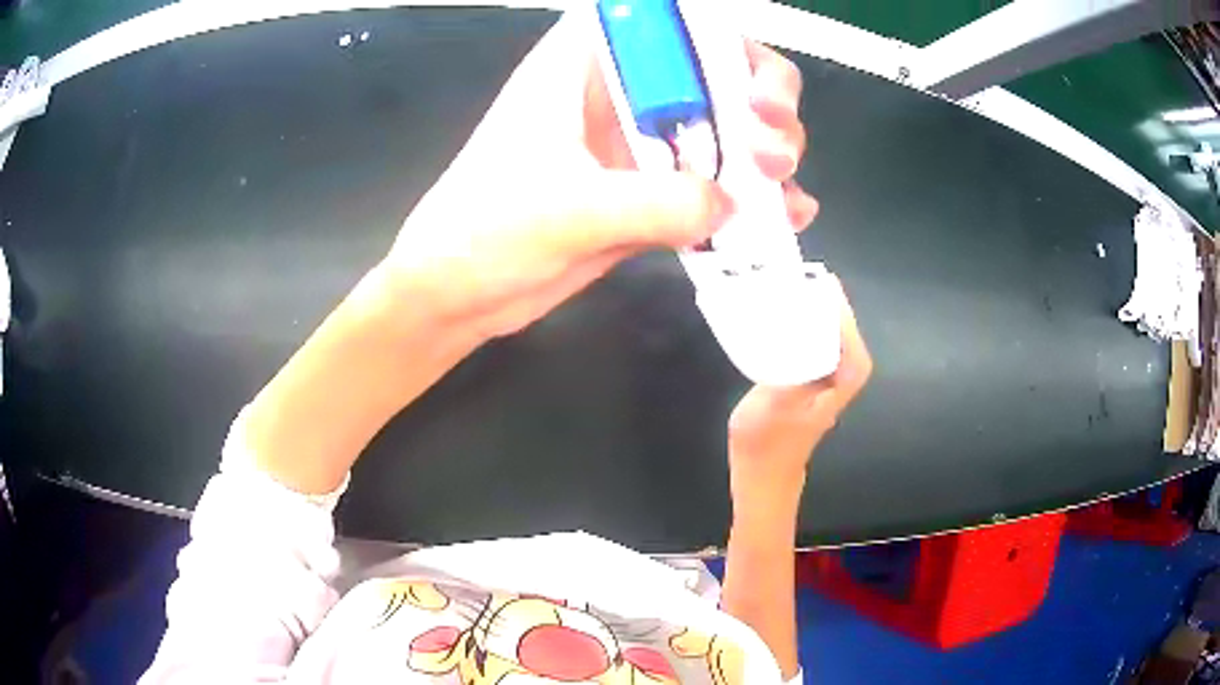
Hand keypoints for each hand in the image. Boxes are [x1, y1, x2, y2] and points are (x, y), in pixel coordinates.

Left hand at [380, 14, 820, 340]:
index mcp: (581, 67)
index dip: (705, 27)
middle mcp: (617, 95)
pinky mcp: (646, 196)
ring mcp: (636, 146)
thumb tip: (731, 204)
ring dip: (766, 149)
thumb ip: (653, 202)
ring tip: (784, 186)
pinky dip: (750, 200)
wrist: (458, 297)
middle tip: (771, 145)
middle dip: (759, 94)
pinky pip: (711, 186)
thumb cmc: (484, 233)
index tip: (741, 70)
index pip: (651, 16)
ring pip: (722, 126)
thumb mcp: (566, 208)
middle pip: (709, 67)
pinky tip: (786, 219)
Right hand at [727, 283, 871, 508]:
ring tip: (803, 294)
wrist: (762, 479)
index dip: (841, 315)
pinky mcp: (812, 387)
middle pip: (845, 338)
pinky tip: (790, 323)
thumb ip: (789, 371)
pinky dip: (809, 334)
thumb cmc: (766, 446)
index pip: (851, 343)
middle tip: (813, 282)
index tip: (826, 287)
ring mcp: (826, 387)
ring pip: (832, 344)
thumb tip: (796, 334)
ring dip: (820, 319)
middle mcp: (839, 384)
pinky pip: (818, 351)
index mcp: (838, 387)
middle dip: (832, 309)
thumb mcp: (772, 405)